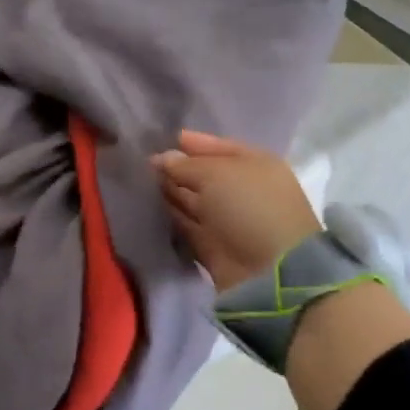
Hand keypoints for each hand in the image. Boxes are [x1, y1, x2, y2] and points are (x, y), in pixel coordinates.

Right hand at [152, 130, 319, 291]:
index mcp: (253, 165)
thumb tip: (162, 158)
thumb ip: (185, 164)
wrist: (269, 271)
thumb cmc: (249, 207)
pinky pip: (186, 223)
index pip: (218, 147)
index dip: (192, 143)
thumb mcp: (216, 174)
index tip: (162, 139)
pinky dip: (169, 215)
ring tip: (139, 180)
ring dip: (169, 190)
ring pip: (192, 199)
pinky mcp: (212, 244)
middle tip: (142, 162)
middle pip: (203, 174)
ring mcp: (226, 218)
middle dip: (176, 167)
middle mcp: (241, 189)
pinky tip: (147, 205)